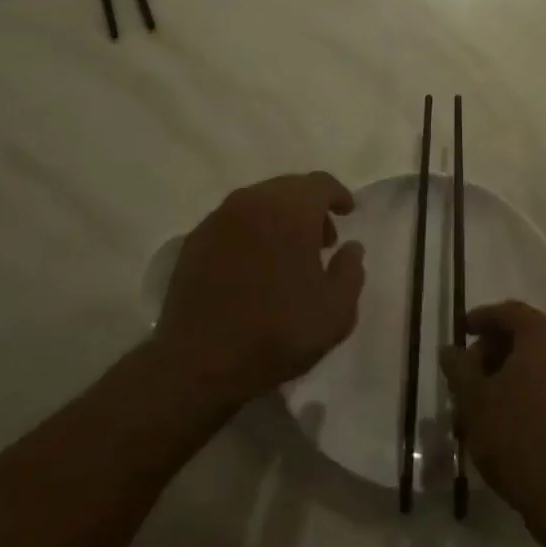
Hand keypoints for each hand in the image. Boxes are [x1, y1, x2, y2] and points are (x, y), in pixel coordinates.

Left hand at [156, 172, 364, 409]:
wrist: (199, 363)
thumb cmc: (277, 333)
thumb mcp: (336, 312)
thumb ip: (351, 271)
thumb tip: (351, 247)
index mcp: (290, 211)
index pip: (320, 183)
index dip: (338, 195)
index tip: (348, 212)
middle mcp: (252, 202)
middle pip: (288, 189)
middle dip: (309, 208)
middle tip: (322, 242)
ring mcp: (218, 220)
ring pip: (258, 204)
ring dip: (278, 219)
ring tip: (288, 256)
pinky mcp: (194, 241)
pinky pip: (232, 223)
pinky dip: (250, 233)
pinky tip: (254, 267)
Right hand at [440, 301, 545, 541]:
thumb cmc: (517, 438)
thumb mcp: (475, 401)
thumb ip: (459, 367)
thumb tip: (451, 349)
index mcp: (544, 334)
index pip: (507, 312)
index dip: (480, 319)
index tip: (461, 332)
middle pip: (526, 333)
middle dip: (494, 349)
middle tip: (469, 373)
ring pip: (541, 358)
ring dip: (512, 371)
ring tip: (485, 399)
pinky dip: (533, 385)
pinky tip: (512, 412)